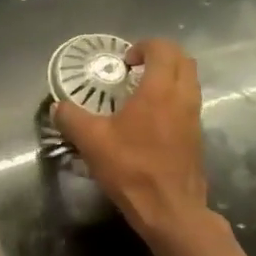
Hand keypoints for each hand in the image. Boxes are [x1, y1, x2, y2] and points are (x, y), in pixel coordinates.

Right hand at [52, 38, 213, 247]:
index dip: (143, 47)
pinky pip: (189, 104)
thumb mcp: (92, 142)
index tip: (125, 61)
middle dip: (161, 56)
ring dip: (170, 77)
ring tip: (143, 92)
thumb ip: (72, 119)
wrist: (169, 209)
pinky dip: (174, 99)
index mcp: (160, 90)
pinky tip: (152, 120)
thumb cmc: (131, 169)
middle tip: (136, 68)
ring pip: (190, 82)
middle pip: (183, 60)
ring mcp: (195, 117)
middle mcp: (183, 97)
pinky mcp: (197, 137)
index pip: (163, 49)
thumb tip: (58, 107)